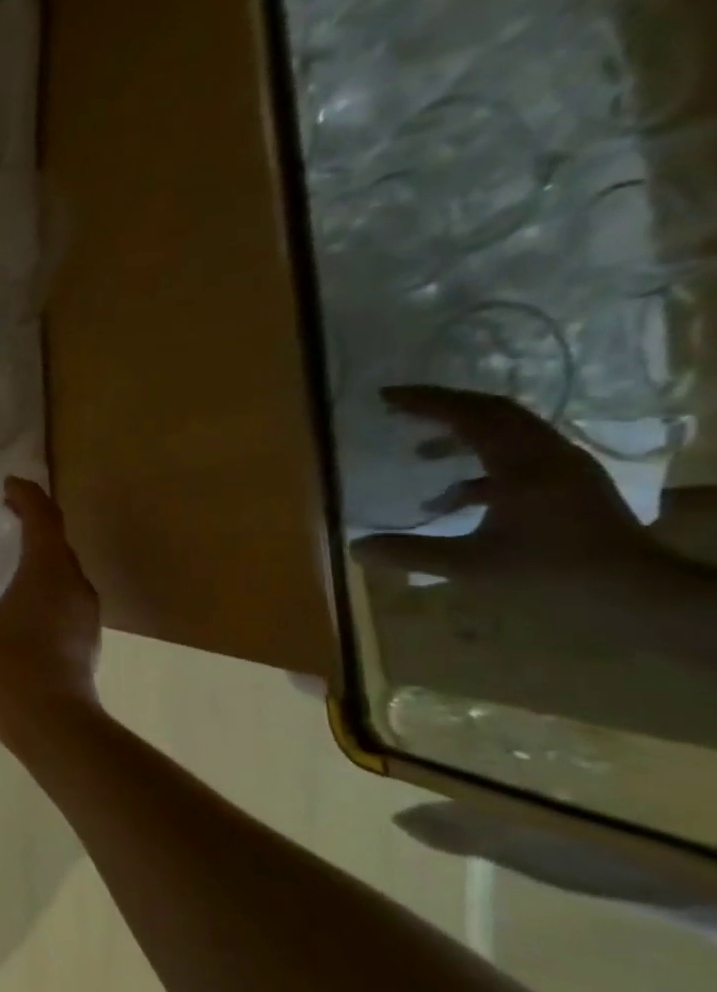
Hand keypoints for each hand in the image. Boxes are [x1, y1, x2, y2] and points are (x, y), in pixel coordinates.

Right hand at [0, 477, 102, 735]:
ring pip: (64, 572)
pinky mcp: (86, 639)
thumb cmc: (6, 670)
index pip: (42, 517)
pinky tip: (23, 606)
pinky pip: (65, 598)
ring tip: (12, 559)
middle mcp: (73, 585)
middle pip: (57, 540)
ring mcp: (85, 614)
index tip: (8, 484)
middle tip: (6, 516)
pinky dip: (45, 588)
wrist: (53, 725)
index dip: (26, 496)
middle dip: (33, 523)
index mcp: (46, 572)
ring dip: (41, 558)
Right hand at [353, 387, 667, 617]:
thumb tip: (355, 548)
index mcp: (523, 465)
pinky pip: (519, 457)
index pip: (471, 416)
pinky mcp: (569, 485)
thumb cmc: (552, 574)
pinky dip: (479, 465)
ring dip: (461, 434)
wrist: (636, 594)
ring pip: (508, 433)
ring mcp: (564, 469)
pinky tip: (452, 496)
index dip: (427, 402)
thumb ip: (411, 553)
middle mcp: (547, 455)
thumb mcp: (471, 566)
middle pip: (494, 413)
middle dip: (444, 407)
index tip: (386, 397)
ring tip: (420, 453)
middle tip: (399, 409)